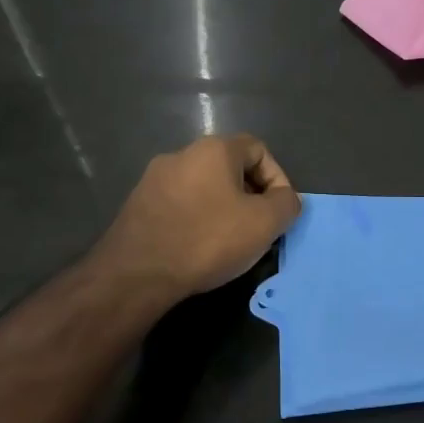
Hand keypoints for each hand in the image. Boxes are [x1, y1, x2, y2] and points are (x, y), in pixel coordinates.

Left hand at [94, 134, 300, 301]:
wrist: (137, 273)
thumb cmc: (207, 240)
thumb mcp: (264, 223)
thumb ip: (286, 204)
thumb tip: (286, 199)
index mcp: (214, 149)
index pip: (259, 149)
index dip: (278, 178)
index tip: (279, 211)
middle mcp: (182, 153)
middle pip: (230, 167)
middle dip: (250, 195)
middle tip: (258, 228)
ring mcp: (154, 178)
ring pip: (204, 187)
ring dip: (223, 208)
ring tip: (229, 241)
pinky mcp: (137, 204)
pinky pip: (180, 204)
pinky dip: (196, 219)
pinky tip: (198, 248)